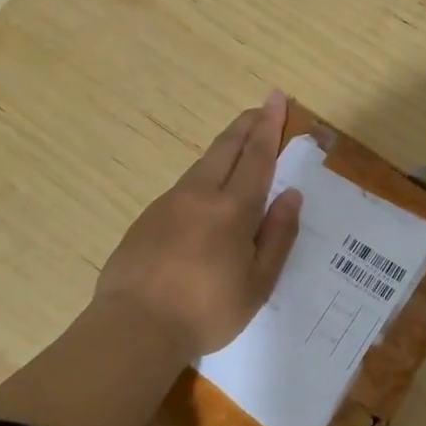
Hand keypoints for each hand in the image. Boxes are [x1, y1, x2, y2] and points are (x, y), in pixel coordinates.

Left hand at [94, 90, 303, 357]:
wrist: (133, 327)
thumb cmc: (207, 311)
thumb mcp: (258, 283)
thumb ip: (278, 236)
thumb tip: (292, 195)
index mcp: (233, 209)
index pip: (256, 156)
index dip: (269, 126)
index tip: (276, 98)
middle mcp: (200, 195)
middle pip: (226, 148)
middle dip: (246, 124)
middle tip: (261, 107)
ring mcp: (168, 204)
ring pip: (202, 165)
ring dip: (224, 148)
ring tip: (239, 145)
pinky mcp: (147, 218)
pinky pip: (184, 187)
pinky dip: (203, 176)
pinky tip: (206, 194)